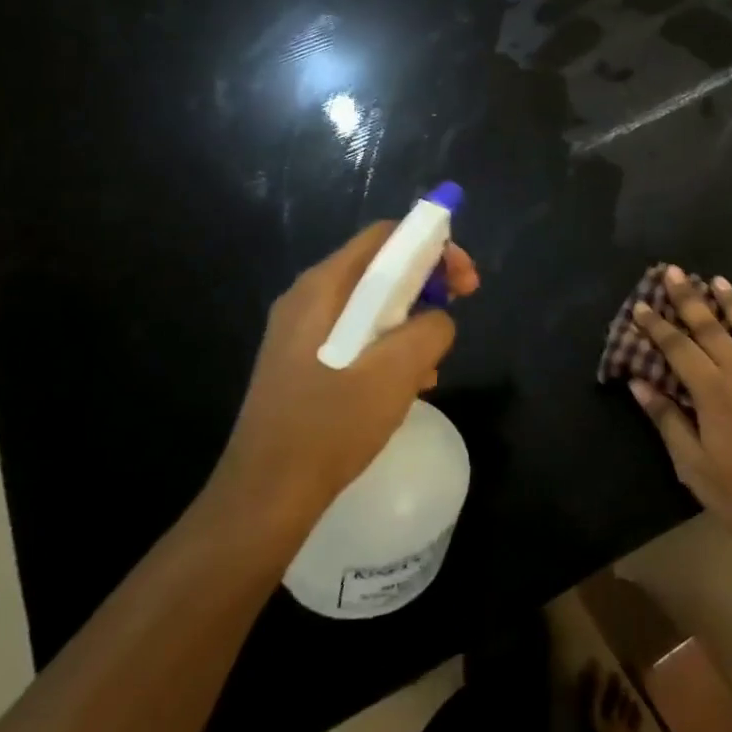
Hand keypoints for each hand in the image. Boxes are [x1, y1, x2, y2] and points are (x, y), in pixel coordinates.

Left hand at [200, 222, 479, 570]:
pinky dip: (388, 348)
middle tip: (458, 314)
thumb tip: (438, 319)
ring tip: (431, 365)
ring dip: (411, 323)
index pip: (385, 236)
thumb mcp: (396, 371)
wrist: (266, 495)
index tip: (465, 281)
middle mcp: (307, 299)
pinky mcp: (303, 363)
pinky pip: (357, 337)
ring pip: (371, 306)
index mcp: (322, 287)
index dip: (433, 246)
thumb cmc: (330, 425)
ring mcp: (301, 333)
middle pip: (380, 268)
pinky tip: (404, 387)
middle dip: (427, 286)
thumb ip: (430, 329)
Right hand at [627, 266, 731, 557]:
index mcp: (713, 391)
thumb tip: (638, 383)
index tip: (642, 305)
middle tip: (674, 272)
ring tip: (720, 281)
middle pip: (713, 327)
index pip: (678, 347)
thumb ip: (667, 418)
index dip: (657, 325)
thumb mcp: (691, 462)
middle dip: (690, 298)